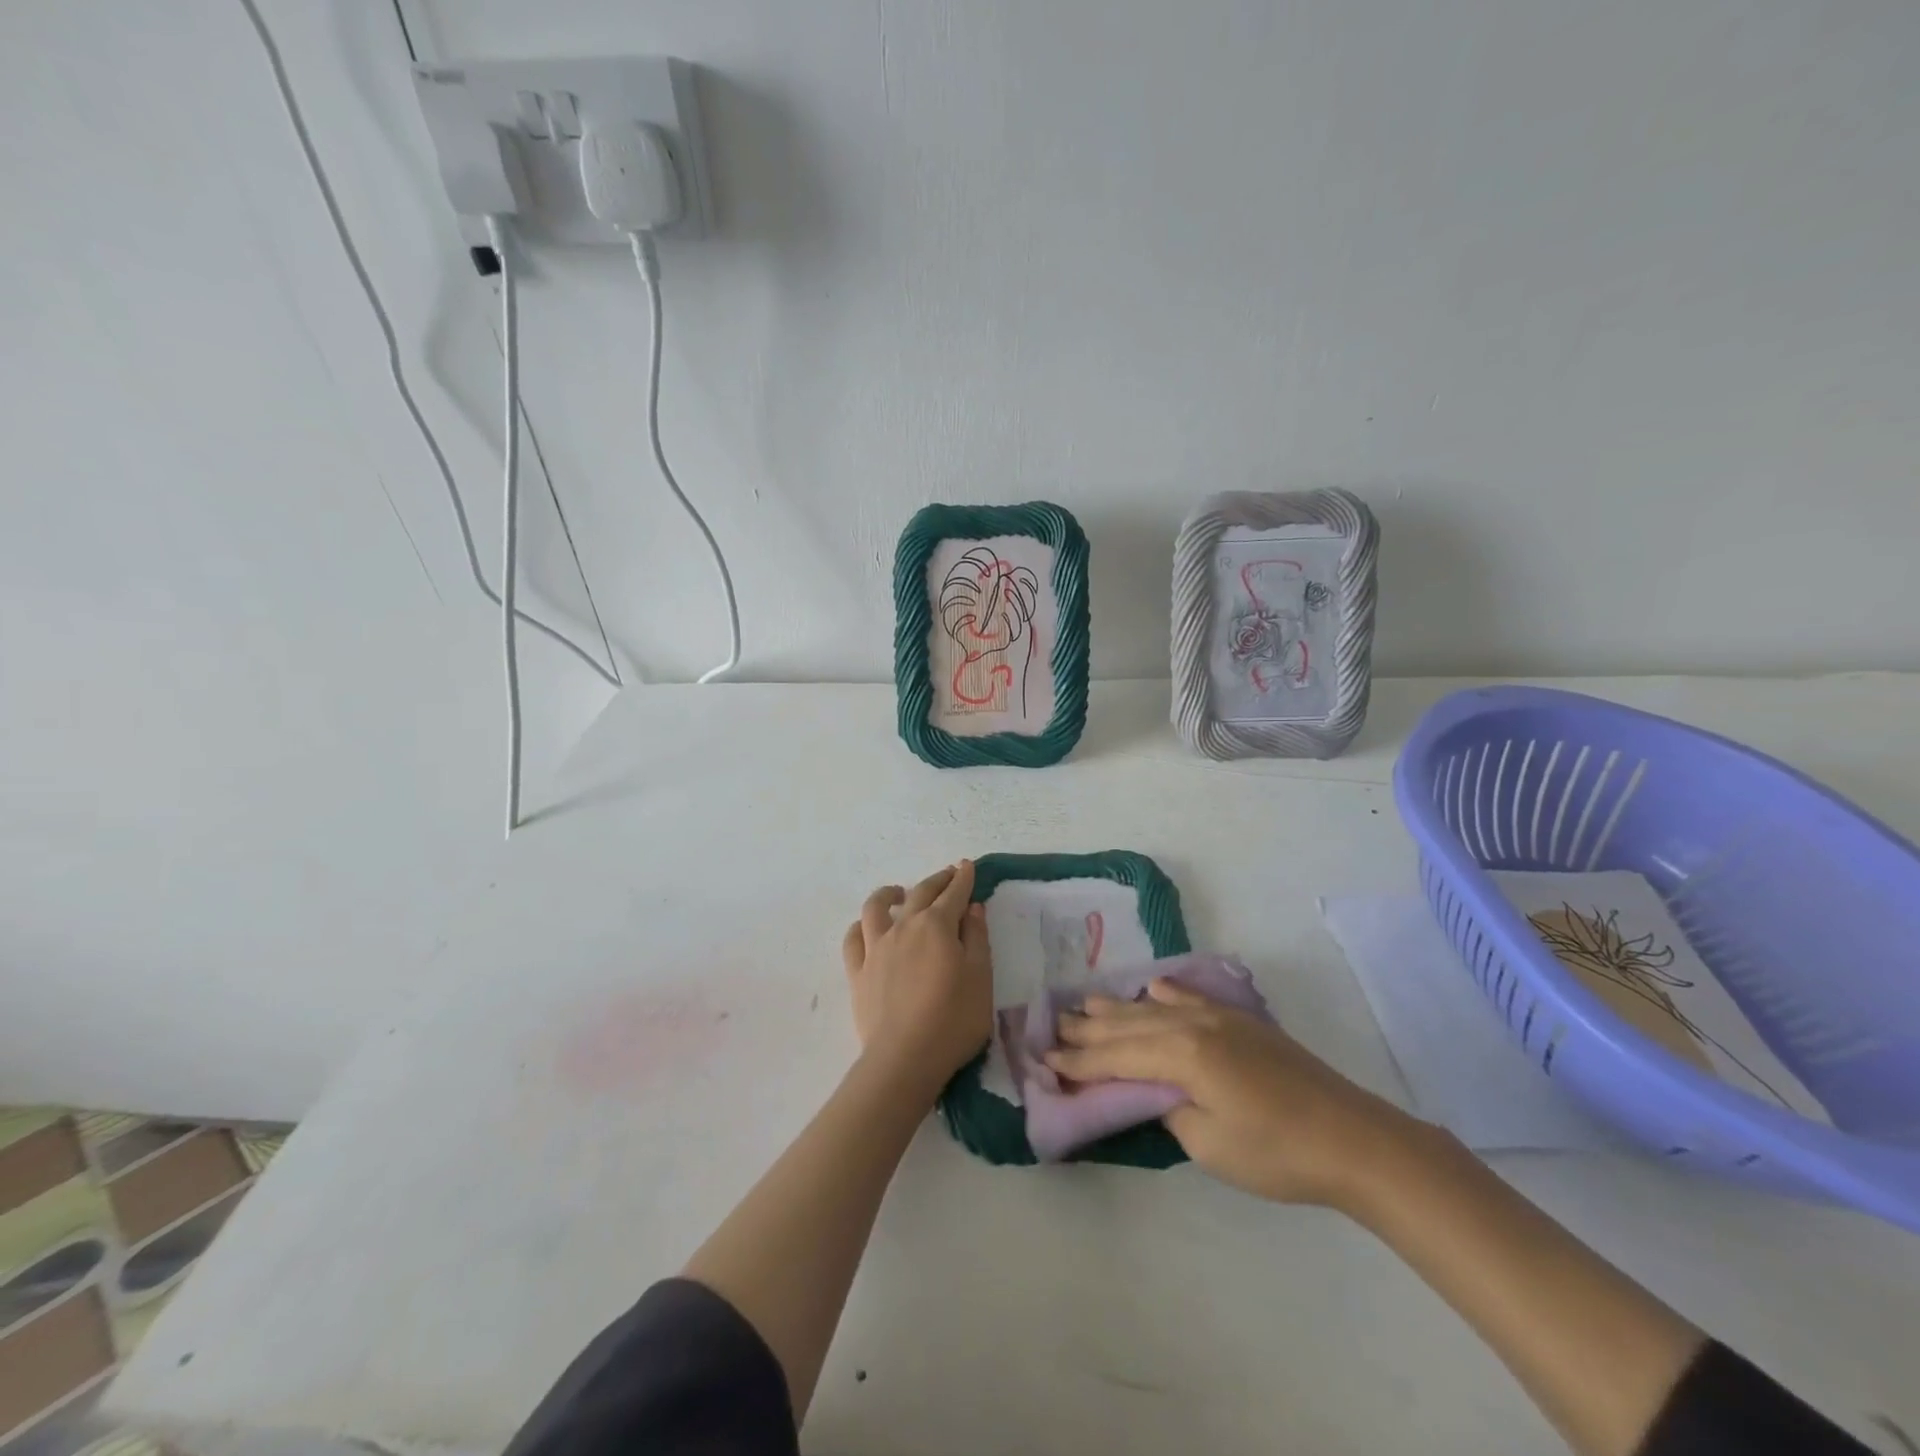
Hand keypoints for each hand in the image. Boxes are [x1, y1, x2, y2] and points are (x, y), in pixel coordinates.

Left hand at [841, 860, 992, 1098]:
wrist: (905, 1058)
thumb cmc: (953, 1020)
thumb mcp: (981, 978)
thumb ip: (977, 939)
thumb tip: (972, 908)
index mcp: (938, 926)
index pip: (953, 894)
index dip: (963, 878)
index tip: (967, 866)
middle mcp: (904, 927)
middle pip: (920, 894)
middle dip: (937, 881)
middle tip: (948, 874)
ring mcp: (876, 948)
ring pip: (876, 907)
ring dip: (889, 894)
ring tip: (898, 892)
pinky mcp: (857, 971)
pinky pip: (853, 939)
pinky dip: (860, 926)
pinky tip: (866, 928)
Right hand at [1047, 979, 1419, 1208]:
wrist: (1353, 1138)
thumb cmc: (1277, 1152)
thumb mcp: (1210, 1145)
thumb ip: (1170, 1110)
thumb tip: (1155, 1092)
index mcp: (1182, 1054)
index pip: (1118, 1057)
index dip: (1080, 1061)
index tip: (1046, 1058)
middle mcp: (1194, 1025)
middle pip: (1130, 1025)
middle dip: (1089, 1028)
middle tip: (1053, 1024)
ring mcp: (1220, 1018)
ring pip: (1156, 1008)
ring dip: (1119, 1007)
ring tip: (1086, 1002)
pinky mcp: (1241, 1023)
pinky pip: (1192, 999)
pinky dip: (1167, 994)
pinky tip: (1153, 988)